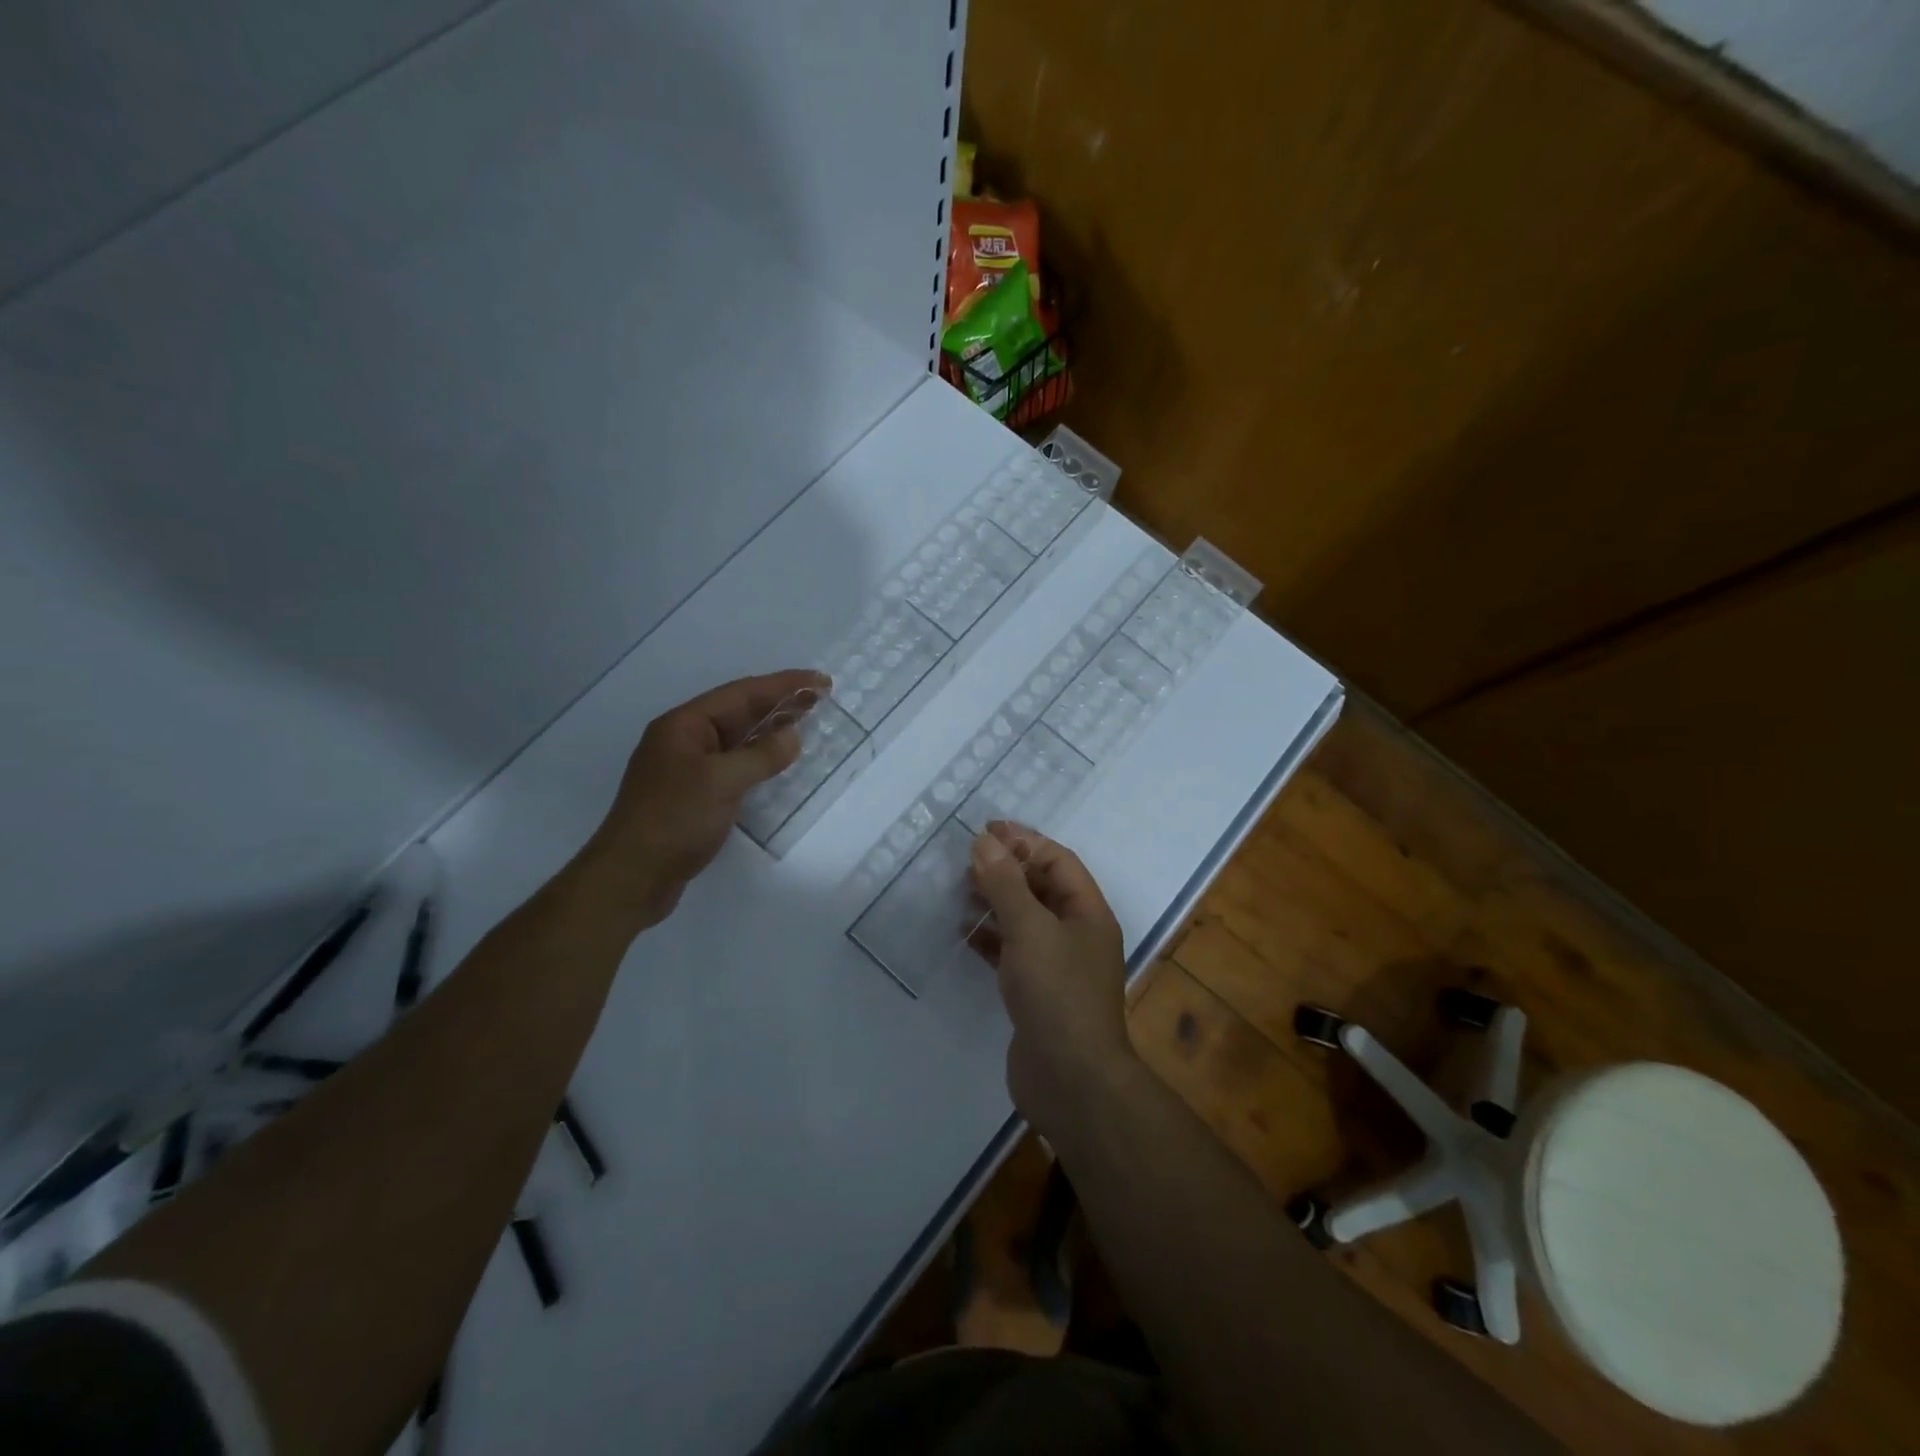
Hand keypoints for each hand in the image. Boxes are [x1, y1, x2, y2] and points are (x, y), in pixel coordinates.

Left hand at [575, 669, 828, 933]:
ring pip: (737, 739)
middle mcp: (685, 739)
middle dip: (779, 703)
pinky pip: (734, 765)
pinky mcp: (695, 795)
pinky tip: (778, 761)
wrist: (632, 877)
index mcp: (684, 725)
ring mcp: (688, 768)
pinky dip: (759, 758)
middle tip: (821, 697)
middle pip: (739, 712)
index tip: (820, 681)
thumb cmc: (674, 820)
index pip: (741, 693)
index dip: (783, 685)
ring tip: (807, 721)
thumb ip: (761, 756)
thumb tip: (792, 737)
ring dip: (771, 729)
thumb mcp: (721, 782)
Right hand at [969, 822, 1137, 1138]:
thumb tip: (985, 841)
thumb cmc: (1057, 994)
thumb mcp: (1030, 929)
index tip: (986, 831)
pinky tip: (964, 934)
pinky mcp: (1037, 993)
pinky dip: (990, 939)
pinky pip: (1012, 953)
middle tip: (966, 860)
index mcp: (1088, 913)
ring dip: (996, 902)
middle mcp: (1077, 934)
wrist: (1071, 1081)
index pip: (1058, 862)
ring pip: (1025, 920)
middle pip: (1041, 888)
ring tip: (960, 891)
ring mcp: (1058, 966)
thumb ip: (1006, 884)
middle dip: (1007, 870)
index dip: (1025, 842)